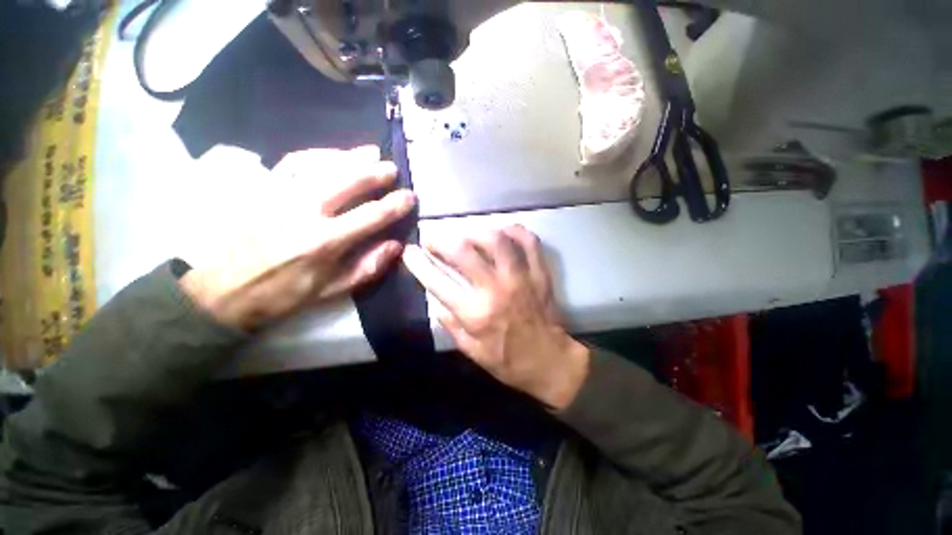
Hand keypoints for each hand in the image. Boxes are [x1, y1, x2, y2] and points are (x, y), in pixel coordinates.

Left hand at [180, 146, 415, 330]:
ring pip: (322, 165)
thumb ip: (367, 268)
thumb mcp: (331, 290)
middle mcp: (305, 211)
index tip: (410, 196)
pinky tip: (333, 154)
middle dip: (375, 172)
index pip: (371, 215)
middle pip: (348, 181)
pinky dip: (318, 154)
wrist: (223, 290)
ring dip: (351, 157)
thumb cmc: (283, 294)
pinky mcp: (263, 188)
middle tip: (393, 168)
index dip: (395, 205)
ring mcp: (281, 194)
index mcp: (325, 242)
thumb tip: (396, 246)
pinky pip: (293, 162)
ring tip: (370, 152)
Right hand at [402, 225, 589, 410]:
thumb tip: (436, 301)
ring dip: (475, 232)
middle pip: (463, 251)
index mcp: (476, 314)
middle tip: (434, 239)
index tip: (410, 252)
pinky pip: (528, 241)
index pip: (438, 282)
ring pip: (496, 239)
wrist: (550, 360)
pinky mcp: (539, 273)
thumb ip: (450, 324)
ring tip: (466, 235)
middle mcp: (496, 290)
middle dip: (441, 240)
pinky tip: (502, 232)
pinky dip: (514, 231)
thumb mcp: (471, 351)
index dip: (418, 263)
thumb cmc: (508, 361)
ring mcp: (521, 278)